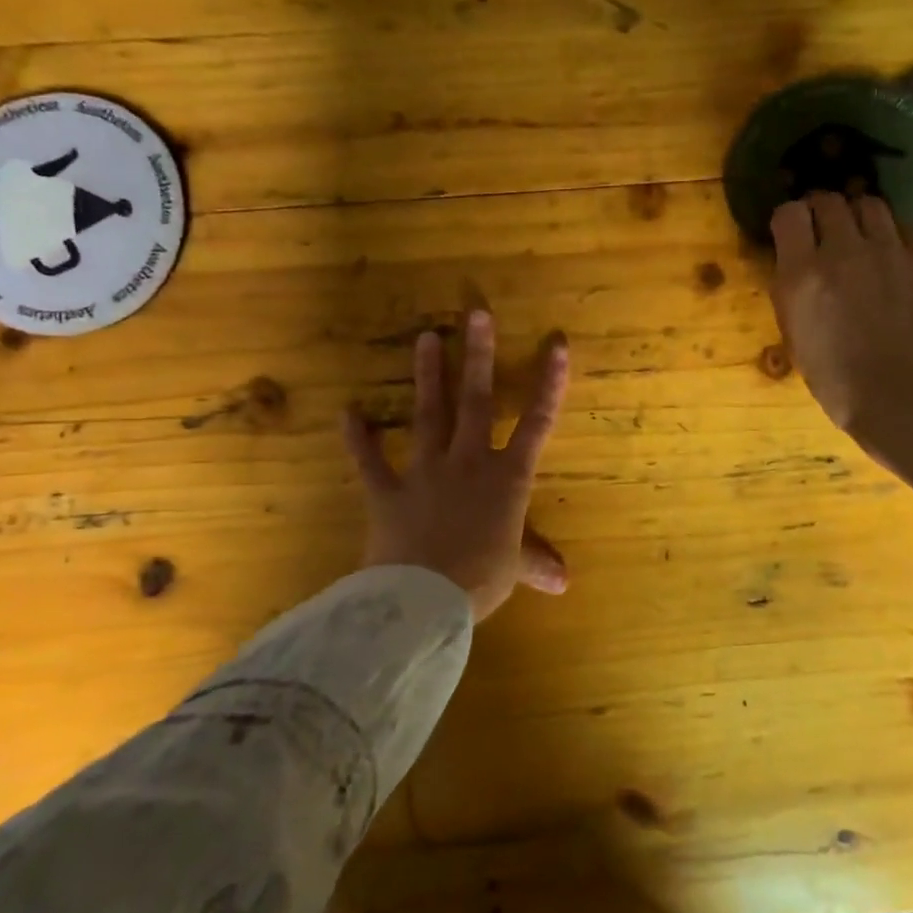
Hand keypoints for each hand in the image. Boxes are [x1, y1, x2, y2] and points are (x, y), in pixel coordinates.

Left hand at [343, 310, 569, 621]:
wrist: (422, 600)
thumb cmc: (480, 579)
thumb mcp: (514, 570)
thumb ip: (536, 562)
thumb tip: (564, 583)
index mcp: (507, 478)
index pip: (537, 422)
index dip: (550, 382)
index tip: (556, 344)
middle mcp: (468, 462)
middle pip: (476, 401)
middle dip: (479, 355)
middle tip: (476, 312)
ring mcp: (424, 472)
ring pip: (428, 415)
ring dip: (428, 376)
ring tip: (425, 338)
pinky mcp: (386, 491)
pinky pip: (369, 460)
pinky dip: (358, 437)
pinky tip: (348, 412)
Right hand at [769, 192, 912, 548]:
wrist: (898, 396)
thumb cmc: (834, 377)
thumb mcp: (793, 333)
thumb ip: (791, 287)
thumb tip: (796, 259)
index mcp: (802, 273)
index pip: (789, 213)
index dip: (789, 220)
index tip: (792, 233)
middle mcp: (843, 251)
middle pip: (828, 201)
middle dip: (821, 212)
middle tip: (824, 231)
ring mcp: (888, 251)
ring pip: (869, 205)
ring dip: (857, 217)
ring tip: (859, 237)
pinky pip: (903, 227)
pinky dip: (892, 234)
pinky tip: (890, 254)